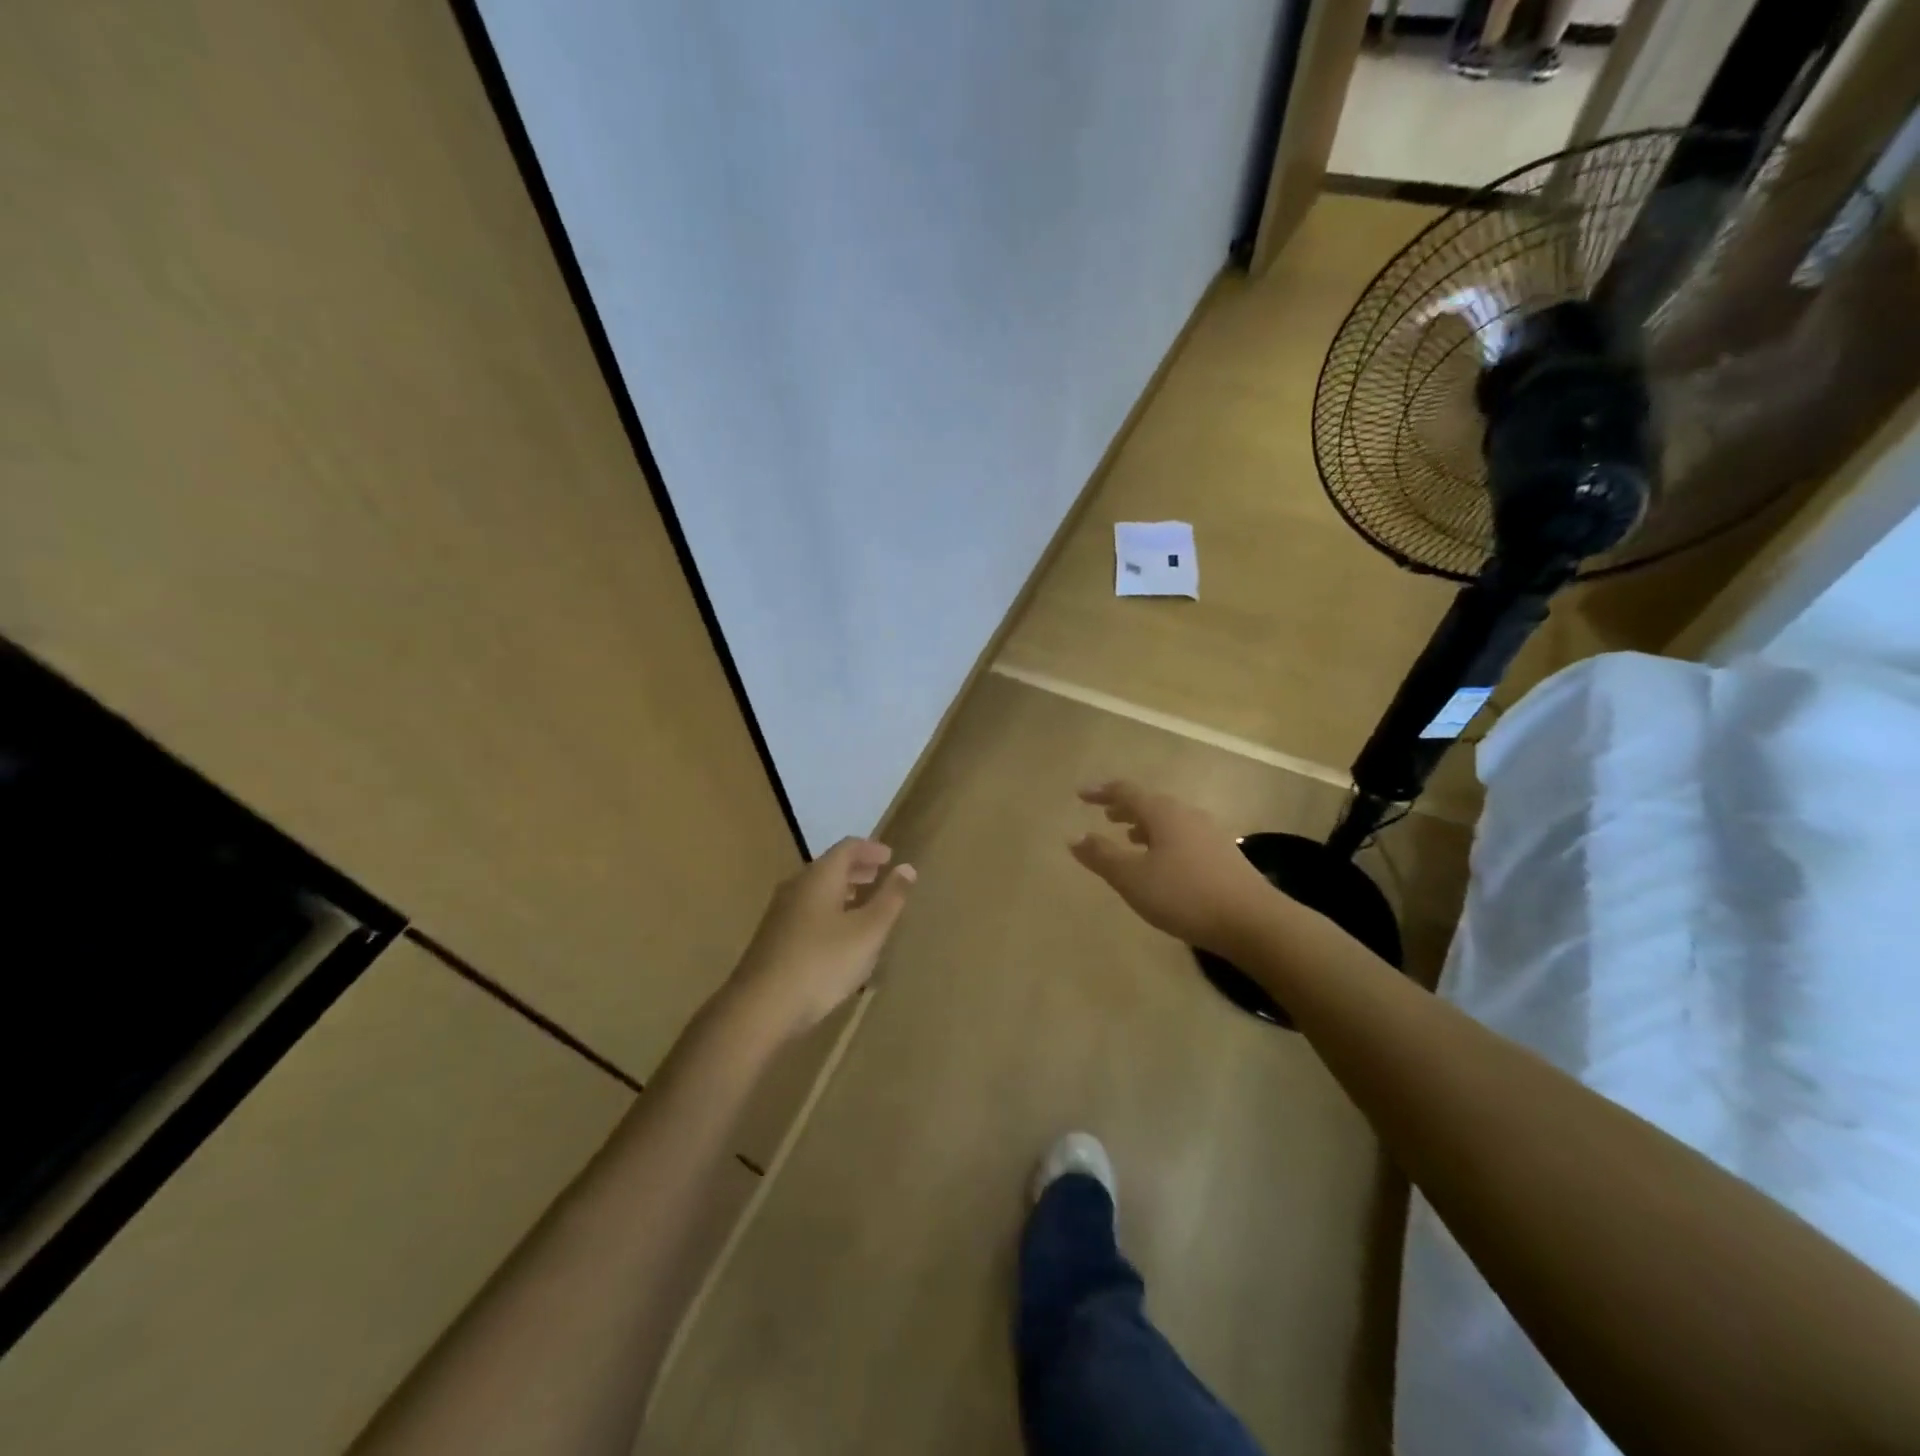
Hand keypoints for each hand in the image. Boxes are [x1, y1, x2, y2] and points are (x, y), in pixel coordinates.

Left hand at [724, 838, 916, 1041]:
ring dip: (843, 891)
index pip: (847, 848)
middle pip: (830, 867)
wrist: (760, 1007)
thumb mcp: (868, 932)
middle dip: (857, 869)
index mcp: (820, 877)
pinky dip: (829, 911)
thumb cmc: (822, 963)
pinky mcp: (774, 938)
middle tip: (879, 875)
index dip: (871, 849)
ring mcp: (781, 913)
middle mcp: (797, 887)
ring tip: (864, 904)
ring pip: (817, 891)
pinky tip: (839, 936)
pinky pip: (808, 911)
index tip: (890, 856)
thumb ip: (889, 899)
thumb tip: (907, 868)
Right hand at [1070, 781, 1274, 955]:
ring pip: (1169, 821)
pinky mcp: (1223, 855)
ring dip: (1145, 825)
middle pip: (1150, 803)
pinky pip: (1183, 836)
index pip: (1126, 792)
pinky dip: (1163, 840)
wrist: (1253, 922)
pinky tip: (1163, 863)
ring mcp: (1210, 834)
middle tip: (1105, 815)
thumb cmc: (1185, 895)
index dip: (1101, 792)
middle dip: (1125, 808)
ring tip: (1129, 837)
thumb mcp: (1133, 878)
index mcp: (1163, 813)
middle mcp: (1187, 815)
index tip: (1081, 795)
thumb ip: (1102, 856)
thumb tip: (1075, 838)